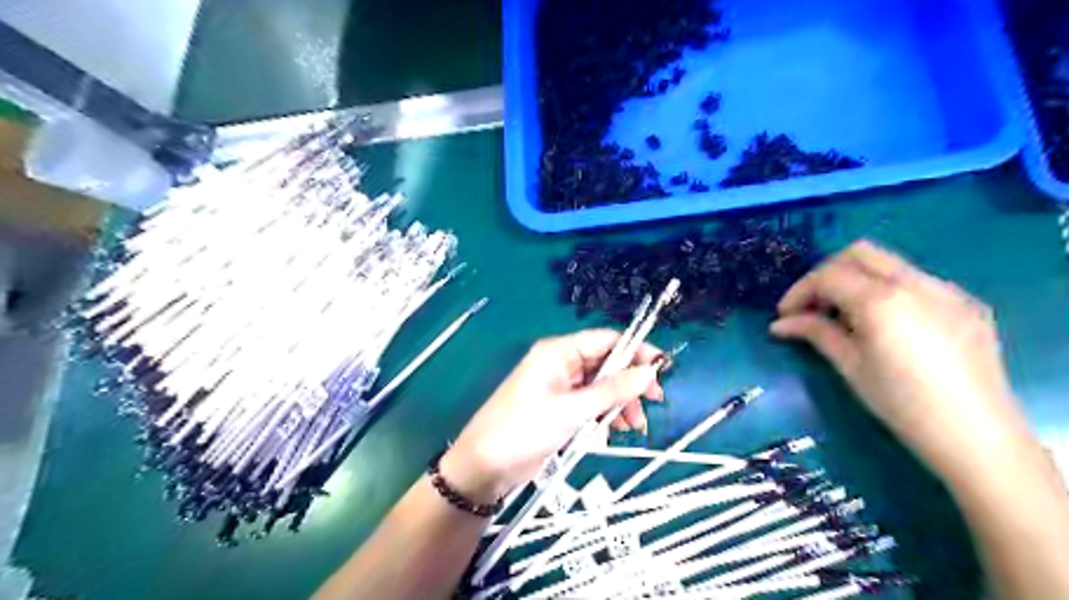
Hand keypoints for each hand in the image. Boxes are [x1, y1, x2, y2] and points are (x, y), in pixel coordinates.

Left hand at [440, 328, 659, 502]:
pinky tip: (617, 428)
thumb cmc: (524, 429)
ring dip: (621, 401)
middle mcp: (561, 364)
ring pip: (602, 386)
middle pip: (606, 363)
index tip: (661, 368)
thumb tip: (650, 371)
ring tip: (635, 425)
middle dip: (630, 382)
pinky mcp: (561, 409)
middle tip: (654, 401)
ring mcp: (561, 388)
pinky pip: (592, 404)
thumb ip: (612, 390)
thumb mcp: (571, 410)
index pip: (605, 340)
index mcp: (558, 352)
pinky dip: (606, 413)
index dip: (635, 351)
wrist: (485, 466)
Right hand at [769, 240, 1036, 480]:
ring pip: (889, 263)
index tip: (785, 316)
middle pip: (859, 253)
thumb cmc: (902, 404)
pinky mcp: (966, 303)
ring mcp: (947, 290)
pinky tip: (885, 323)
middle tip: (813, 305)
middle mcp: (915, 283)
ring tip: (845, 316)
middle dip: (827, 273)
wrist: (978, 437)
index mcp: (881, 300)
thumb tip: (781, 324)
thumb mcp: (850, 367)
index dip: (799, 291)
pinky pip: (916, 281)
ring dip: (857, 279)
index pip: (828, 276)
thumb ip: (815, 333)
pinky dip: (888, 290)